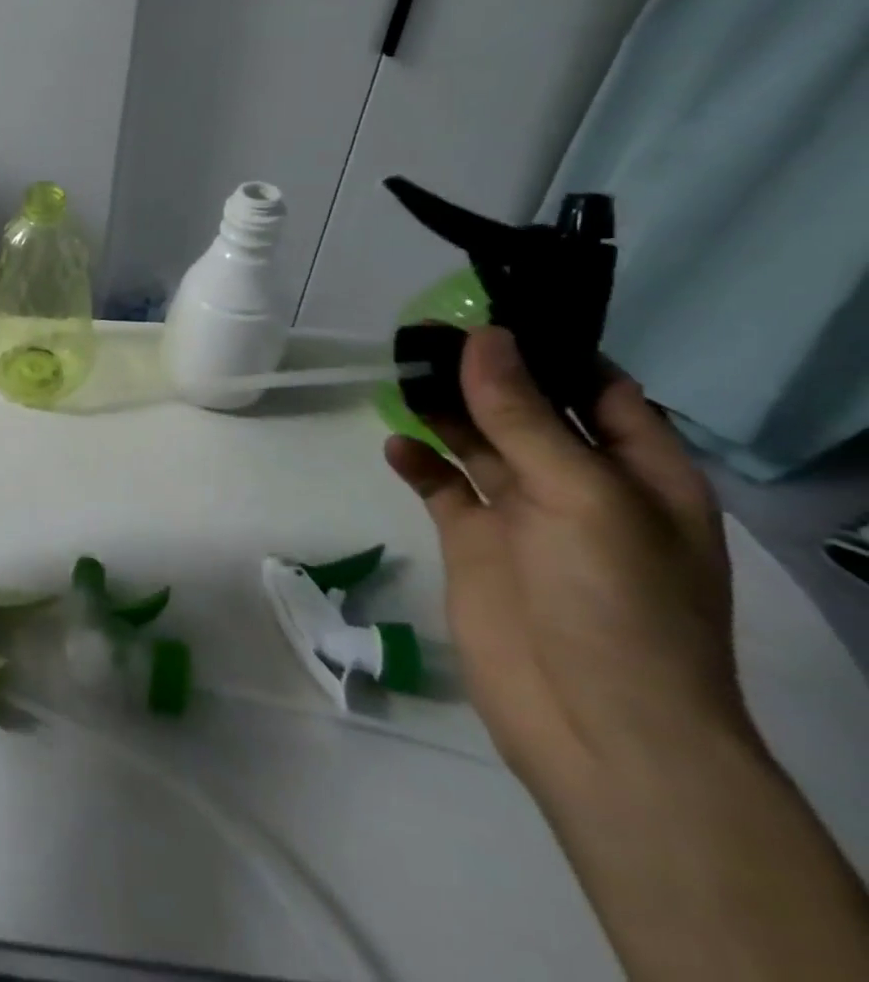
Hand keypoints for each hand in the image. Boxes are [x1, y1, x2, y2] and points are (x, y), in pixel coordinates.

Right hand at [384, 326, 750, 802]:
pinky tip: (394, 445)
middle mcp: (580, 485)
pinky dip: (417, 462)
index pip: (600, 390)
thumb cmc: (615, 602)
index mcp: (638, 473)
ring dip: (443, 409)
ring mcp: (522, 515)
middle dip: (482, 371)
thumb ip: (524, 415)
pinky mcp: (474, 542)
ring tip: (399, 371)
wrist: (594, 724)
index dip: (552, 349)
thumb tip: (486, 337)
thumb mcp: (581, 496)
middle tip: (424, 329)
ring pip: (477, 442)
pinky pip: (441, 487)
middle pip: (527, 410)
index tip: (492, 308)